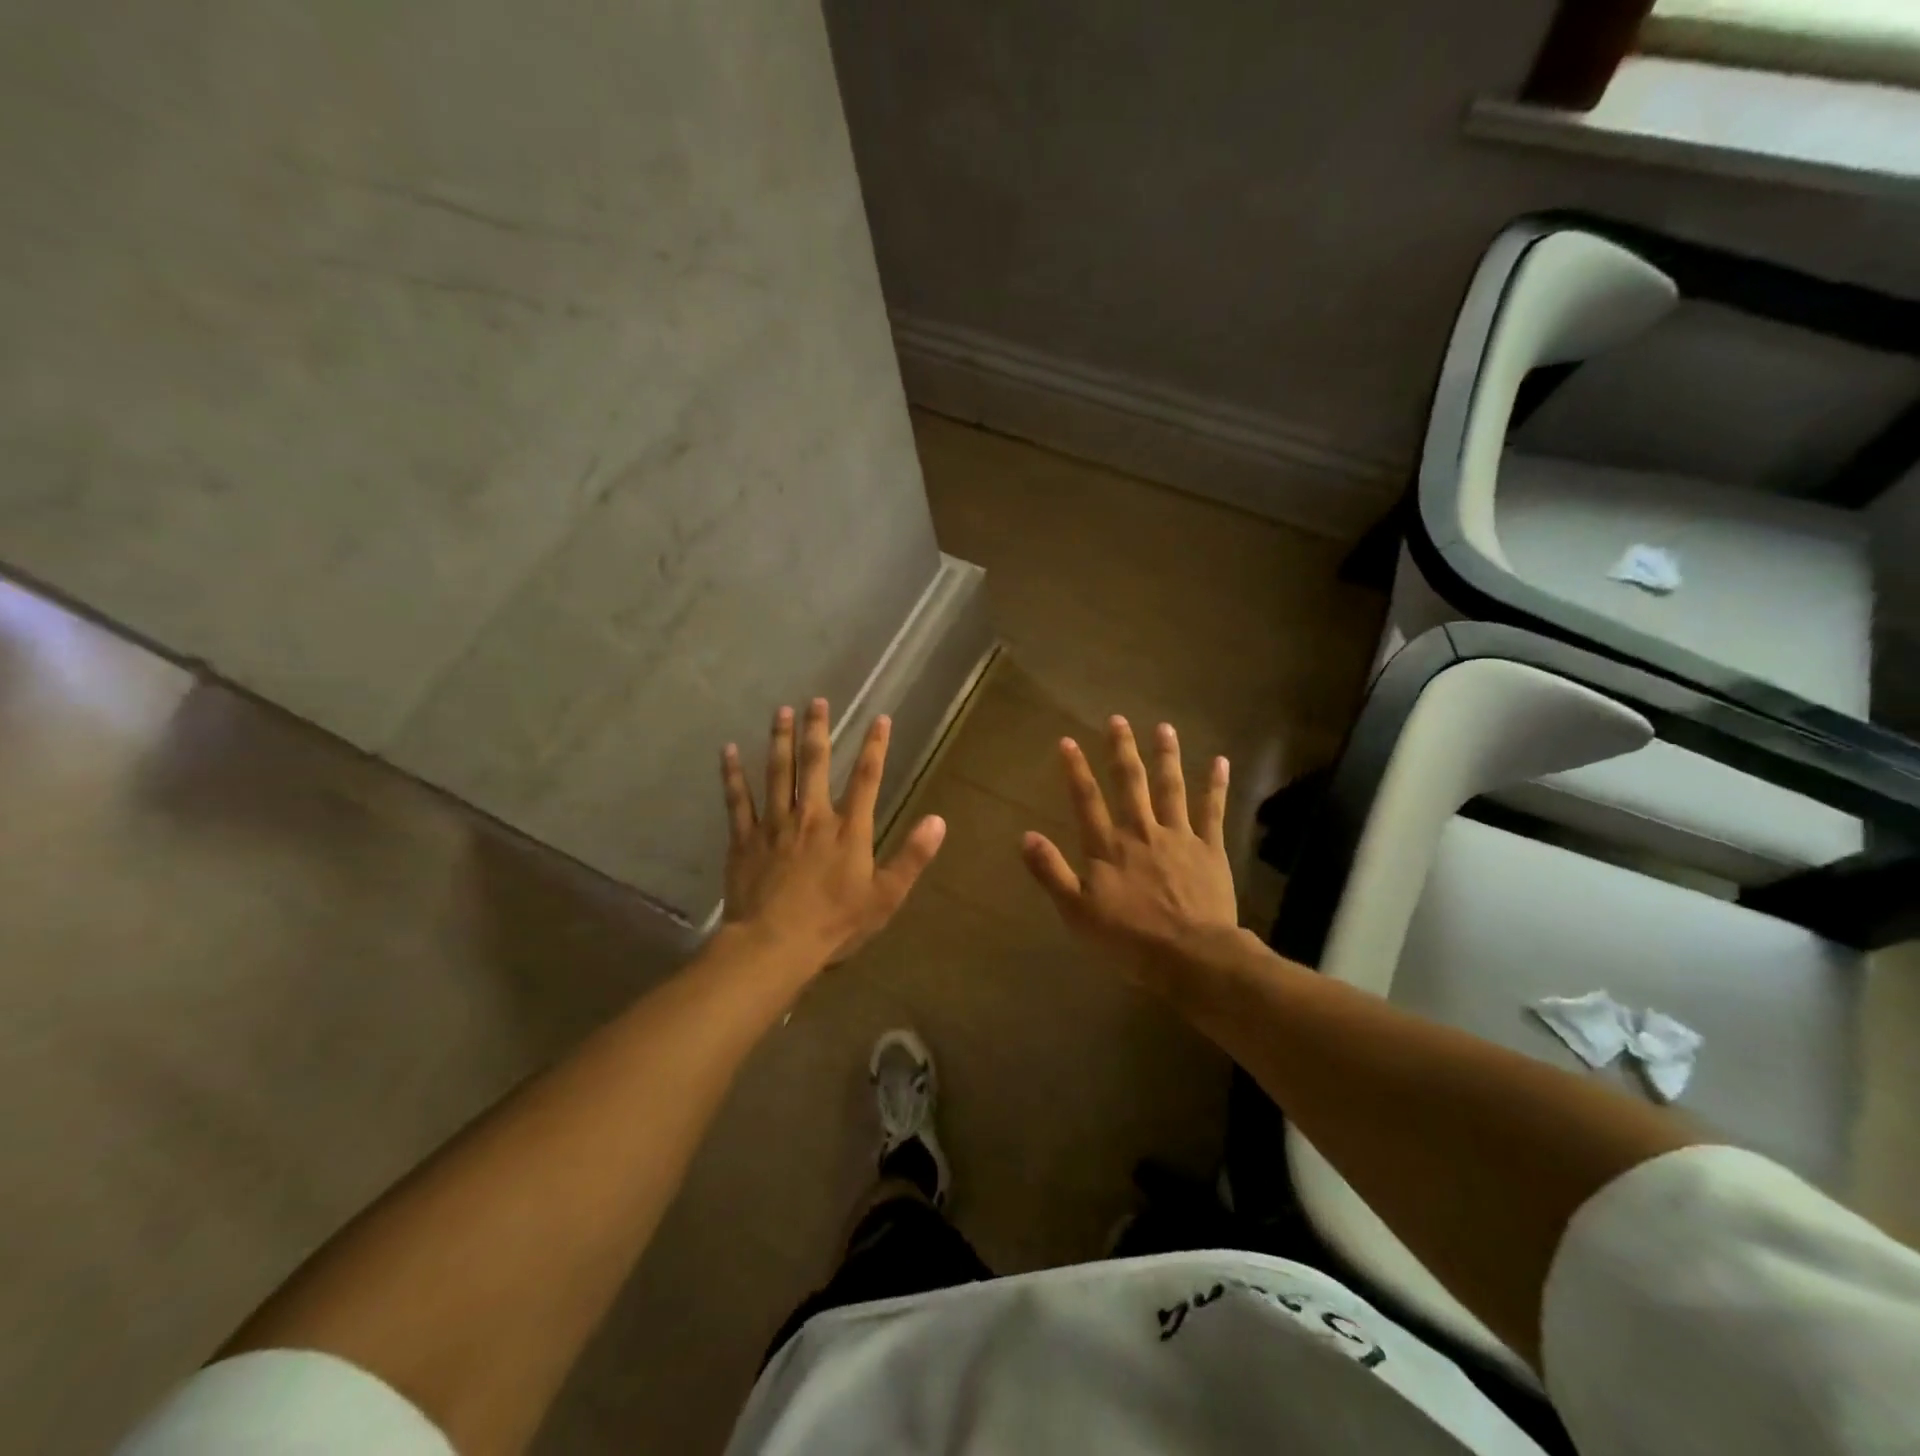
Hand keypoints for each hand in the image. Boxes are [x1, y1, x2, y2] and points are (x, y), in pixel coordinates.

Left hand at [720, 698, 946, 967]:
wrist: (773, 945)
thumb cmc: (834, 924)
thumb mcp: (885, 897)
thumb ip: (912, 857)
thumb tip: (939, 821)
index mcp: (848, 829)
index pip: (866, 778)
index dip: (875, 747)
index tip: (880, 719)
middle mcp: (812, 816)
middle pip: (815, 763)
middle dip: (818, 730)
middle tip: (816, 700)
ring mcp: (775, 824)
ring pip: (777, 772)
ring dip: (780, 739)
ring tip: (781, 711)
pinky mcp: (745, 839)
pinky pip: (738, 800)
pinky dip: (733, 774)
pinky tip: (729, 751)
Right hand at [1021, 717, 1238, 989]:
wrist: (1191, 956)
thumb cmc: (1129, 939)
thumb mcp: (1077, 912)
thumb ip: (1052, 872)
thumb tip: (1026, 836)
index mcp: (1107, 847)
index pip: (1086, 800)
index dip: (1075, 769)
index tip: (1067, 741)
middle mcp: (1141, 831)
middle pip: (1129, 782)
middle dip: (1121, 749)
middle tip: (1118, 719)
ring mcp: (1178, 836)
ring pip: (1170, 787)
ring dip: (1166, 756)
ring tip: (1164, 727)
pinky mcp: (1209, 848)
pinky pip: (1212, 810)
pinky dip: (1216, 785)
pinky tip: (1220, 761)